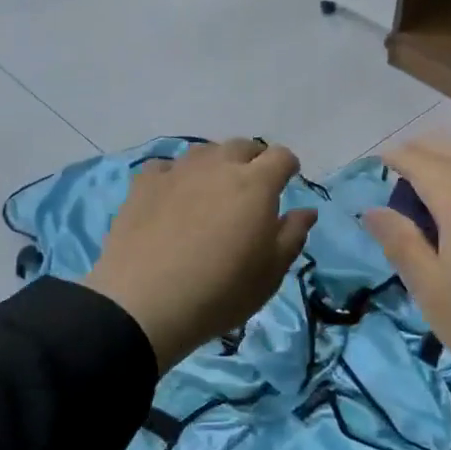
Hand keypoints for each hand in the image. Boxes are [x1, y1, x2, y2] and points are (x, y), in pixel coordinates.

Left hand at [84, 139, 317, 373]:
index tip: (287, 182)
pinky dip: (176, 176)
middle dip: (253, 161)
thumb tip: (306, 211)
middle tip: (251, 188)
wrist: (145, 303)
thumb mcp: (270, 273)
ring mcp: (178, 171)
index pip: (280, 157)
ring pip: (204, 152)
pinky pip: (167, 167)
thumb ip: (292, 235)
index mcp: (256, 184)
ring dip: (215, 164)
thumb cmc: (221, 291)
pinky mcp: (144, 184)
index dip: (288, 167)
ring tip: (212, 190)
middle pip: (242, 146)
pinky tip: (173, 197)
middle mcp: (218, 166)